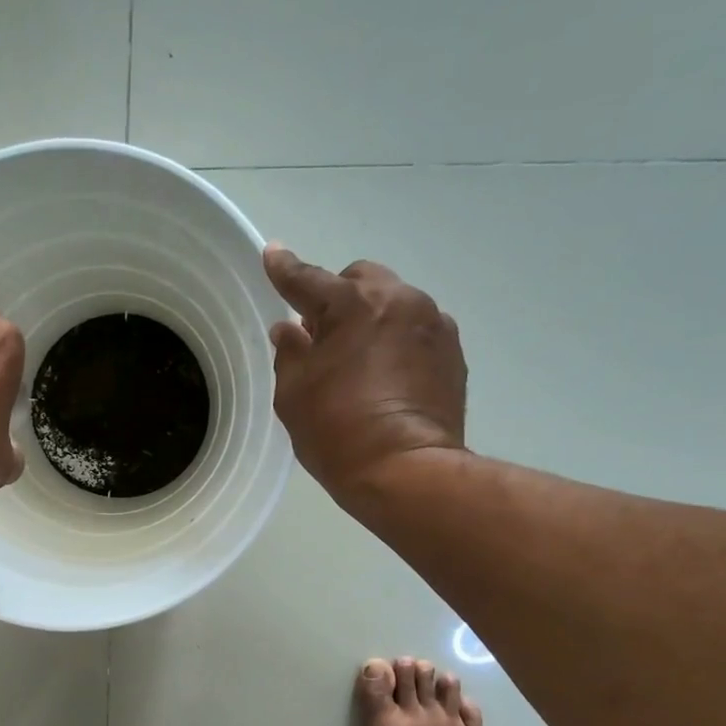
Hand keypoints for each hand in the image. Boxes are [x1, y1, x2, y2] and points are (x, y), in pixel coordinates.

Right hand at [262, 246, 466, 497]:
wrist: (407, 471)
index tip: (272, 254)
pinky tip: (388, 377)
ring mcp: (433, 324)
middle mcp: (398, 300)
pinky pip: (417, 332)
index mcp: (352, 305)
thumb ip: (290, 353)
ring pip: (394, 303)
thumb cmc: (337, 433)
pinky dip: (398, 342)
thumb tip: (290, 330)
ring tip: (359, 360)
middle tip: (321, 332)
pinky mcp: (453, 352)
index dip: (285, 269)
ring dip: (372, 319)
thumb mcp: (294, 395)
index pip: (308, 279)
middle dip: (339, 295)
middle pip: (361, 279)